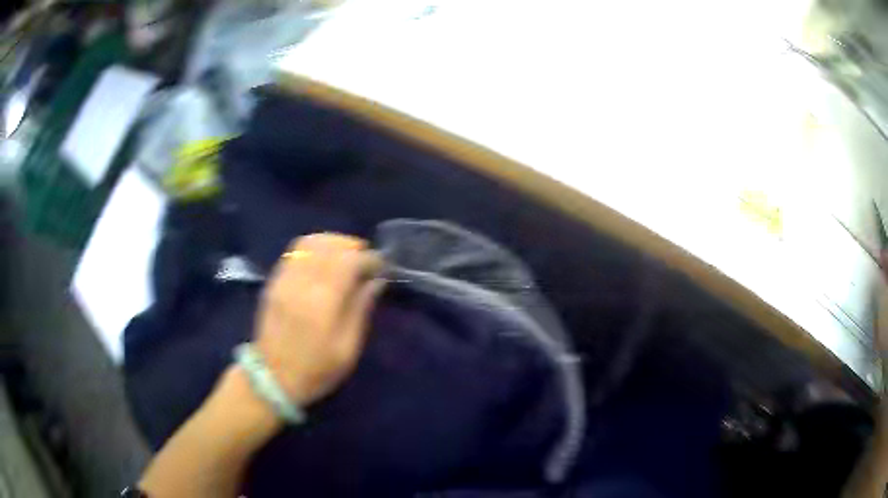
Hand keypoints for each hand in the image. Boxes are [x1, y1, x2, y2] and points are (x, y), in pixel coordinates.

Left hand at [253, 234, 384, 406]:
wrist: (272, 378)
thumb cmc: (316, 370)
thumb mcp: (348, 349)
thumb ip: (361, 309)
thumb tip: (376, 280)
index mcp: (322, 302)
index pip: (349, 261)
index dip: (369, 258)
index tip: (381, 267)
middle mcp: (301, 283)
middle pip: (329, 245)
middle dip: (352, 246)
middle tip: (365, 261)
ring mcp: (283, 279)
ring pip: (310, 242)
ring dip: (332, 243)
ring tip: (345, 258)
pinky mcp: (274, 281)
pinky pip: (294, 251)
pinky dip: (314, 249)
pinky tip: (322, 262)